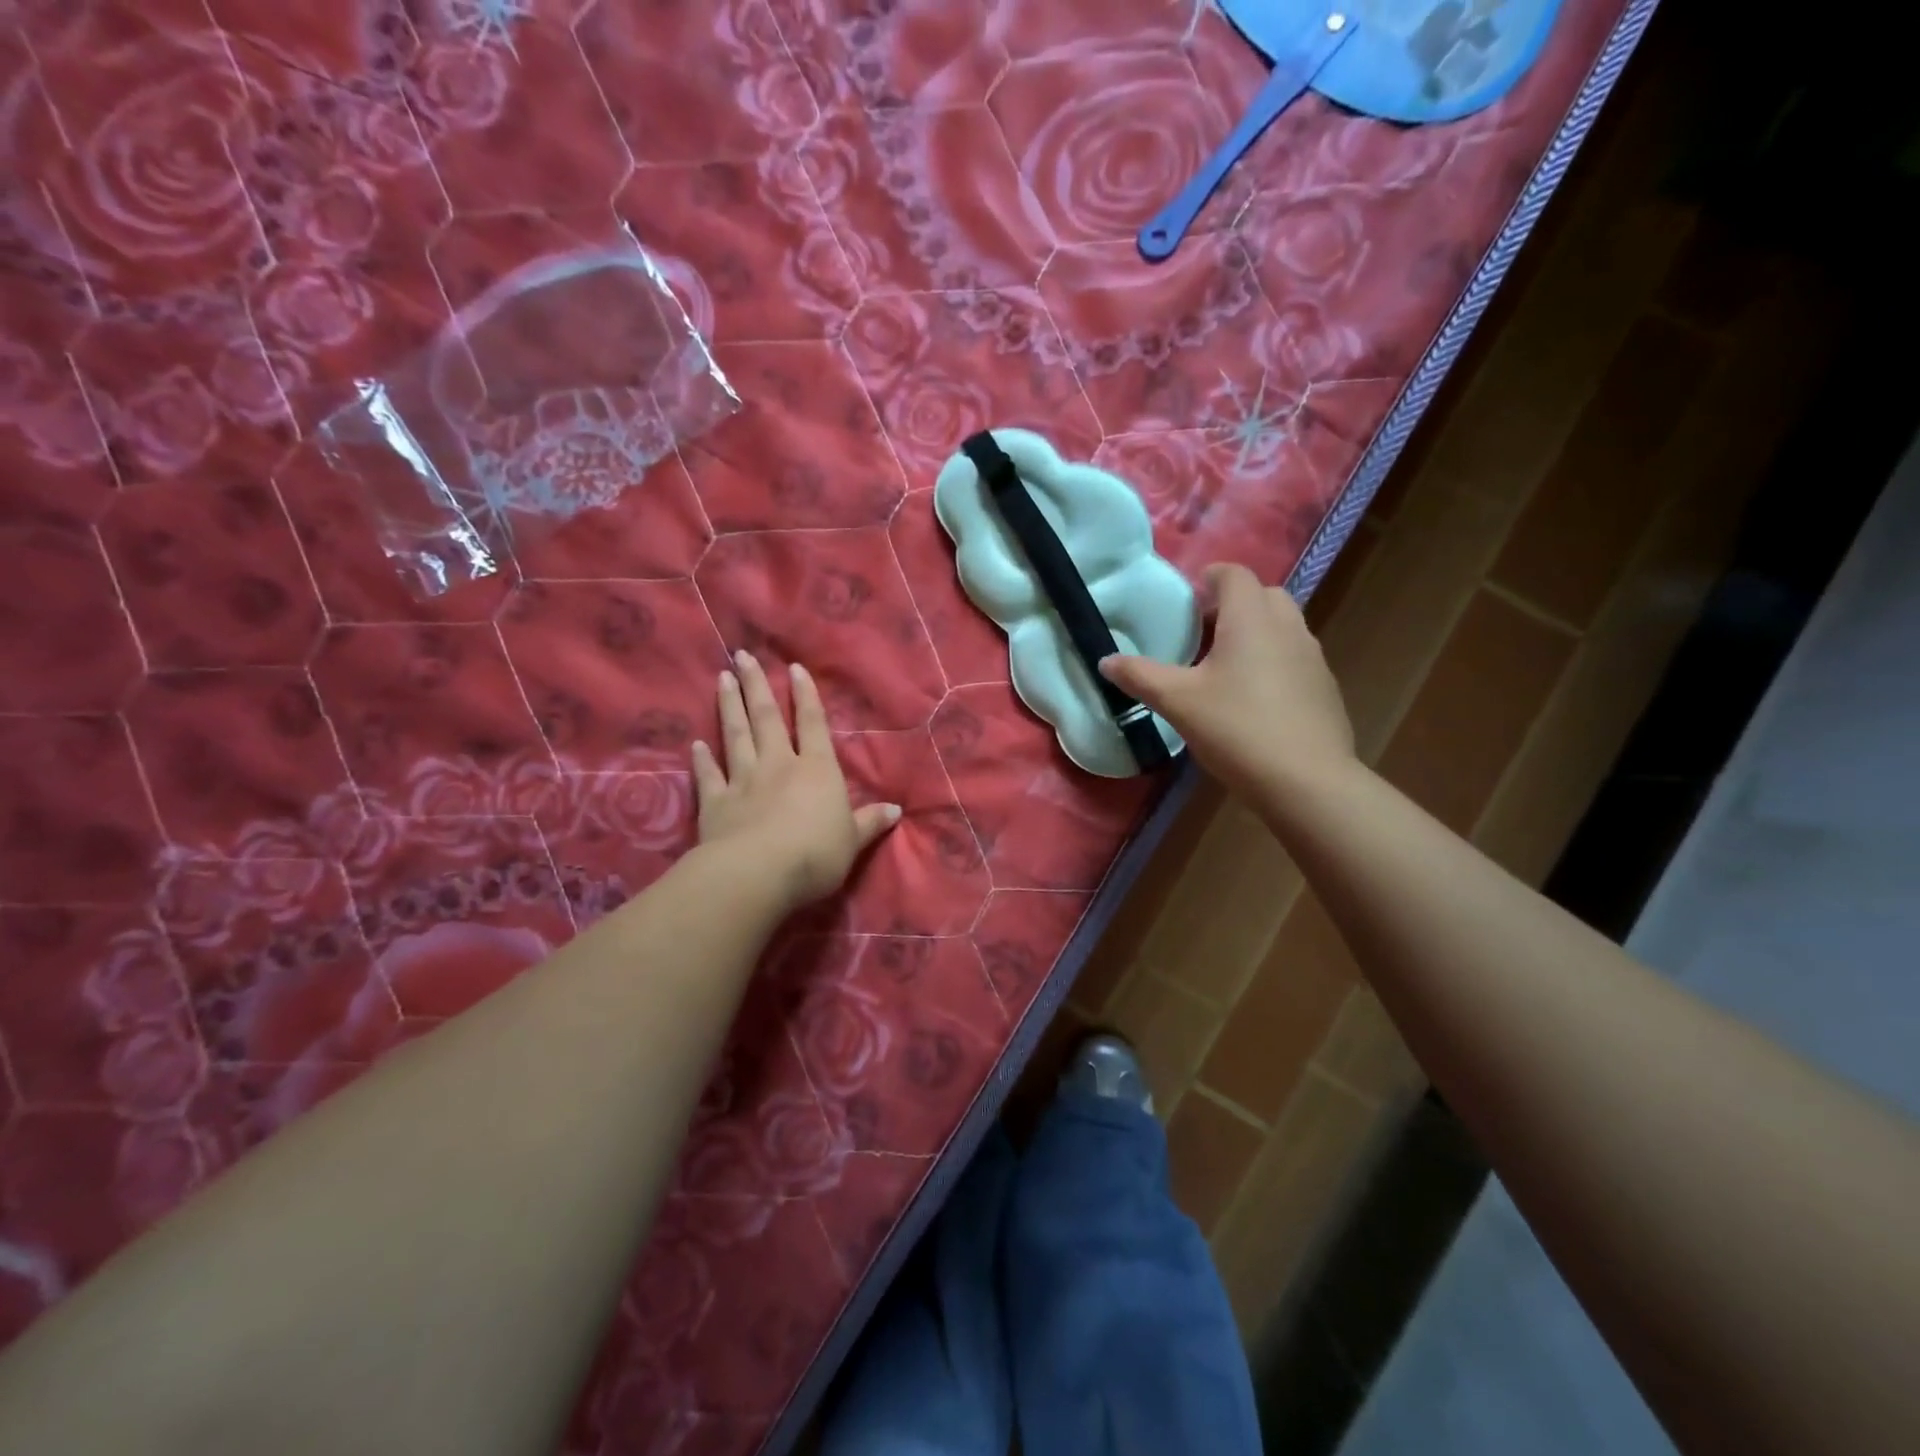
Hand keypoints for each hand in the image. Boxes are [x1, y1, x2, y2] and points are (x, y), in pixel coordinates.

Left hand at [691, 651, 900, 910]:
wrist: (758, 874)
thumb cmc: (815, 855)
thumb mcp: (853, 842)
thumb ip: (870, 822)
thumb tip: (896, 810)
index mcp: (817, 770)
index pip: (813, 724)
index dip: (805, 696)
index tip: (794, 667)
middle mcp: (779, 765)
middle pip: (767, 719)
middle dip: (756, 685)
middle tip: (742, 656)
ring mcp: (743, 781)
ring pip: (736, 736)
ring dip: (729, 706)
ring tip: (722, 678)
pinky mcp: (715, 804)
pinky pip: (709, 776)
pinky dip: (702, 759)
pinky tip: (696, 744)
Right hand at [1100, 563, 1357, 805]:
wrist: (1306, 782)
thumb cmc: (1237, 729)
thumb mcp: (1177, 702)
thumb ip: (1140, 676)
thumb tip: (1105, 660)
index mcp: (1251, 619)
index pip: (1234, 574)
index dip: (1209, 578)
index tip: (1187, 599)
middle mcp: (1288, 628)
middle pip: (1263, 595)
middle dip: (1232, 605)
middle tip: (1202, 634)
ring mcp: (1313, 658)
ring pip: (1282, 627)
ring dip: (1254, 633)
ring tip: (1223, 668)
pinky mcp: (1324, 688)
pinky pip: (1294, 658)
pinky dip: (1272, 662)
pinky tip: (1252, 701)